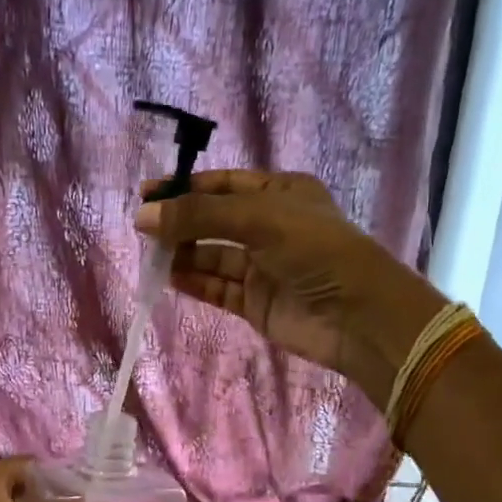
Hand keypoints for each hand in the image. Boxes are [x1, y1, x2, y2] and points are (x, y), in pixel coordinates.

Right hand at [134, 170, 442, 409]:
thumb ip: (199, 216)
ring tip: (152, 256)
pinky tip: (169, 278)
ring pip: (212, 256)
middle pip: (214, 221)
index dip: (184, 188)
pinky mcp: (256, 302)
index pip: (223, 184)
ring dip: (183, 254)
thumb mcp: (258, 219)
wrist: (357, 316)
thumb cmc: (315, 250)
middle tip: (144, 231)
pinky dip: (194, 282)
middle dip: (181, 224)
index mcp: (280, 193)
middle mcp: (270, 227)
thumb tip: (143, 216)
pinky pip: (217, 288)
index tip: (146, 195)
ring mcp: (262, 267)